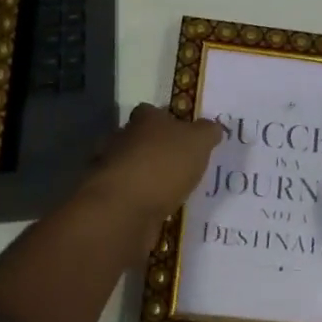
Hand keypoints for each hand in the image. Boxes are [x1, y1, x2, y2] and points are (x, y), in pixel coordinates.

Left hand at [80, 103, 222, 232]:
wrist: (124, 210)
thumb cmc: (163, 165)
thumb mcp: (198, 142)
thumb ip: (207, 132)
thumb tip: (212, 127)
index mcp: (144, 119)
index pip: (152, 111)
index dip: (167, 119)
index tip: (183, 132)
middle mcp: (123, 139)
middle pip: (140, 139)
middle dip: (157, 149)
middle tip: (182, 164)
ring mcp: (112, 170)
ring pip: (133, 167)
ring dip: (148, 177)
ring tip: (173, 191)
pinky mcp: (109, 199)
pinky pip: (130, 195)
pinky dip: (141, 200)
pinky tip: (159, 210)